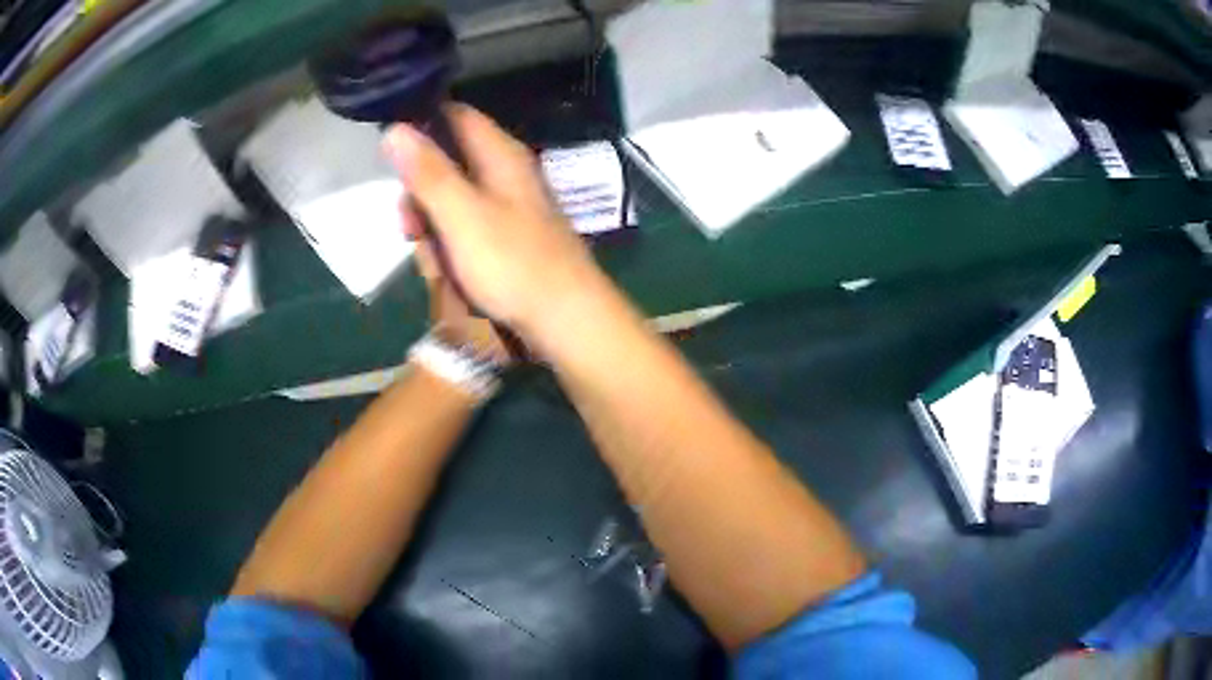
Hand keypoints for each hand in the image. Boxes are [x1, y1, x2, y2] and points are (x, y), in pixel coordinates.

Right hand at [384, 105, 611, 351]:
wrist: (567, 319)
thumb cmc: (513, 264)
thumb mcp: (461, 215)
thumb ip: (428, 173)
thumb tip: (394, 128)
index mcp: (500, 154)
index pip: (455, 115)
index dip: (421, 125)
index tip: (391, 156)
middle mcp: (506, 172)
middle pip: (448, 162)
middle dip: (421, 193)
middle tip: (410, 227)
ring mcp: (509, 205)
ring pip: (453, 199)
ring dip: (433, 226)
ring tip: (434, 262)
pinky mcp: (509, 236)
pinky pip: (467, 227)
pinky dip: (452, 245)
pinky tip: (450, 271)